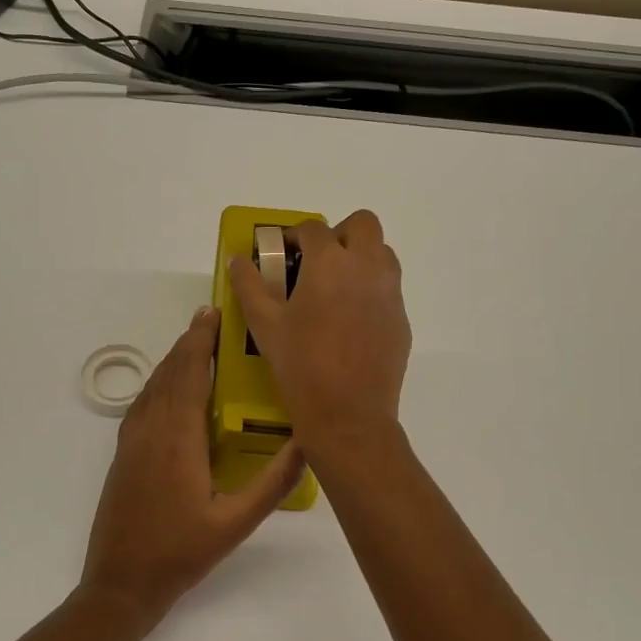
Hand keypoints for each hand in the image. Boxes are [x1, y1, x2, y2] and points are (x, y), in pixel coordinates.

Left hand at [80, 306, 305, 630]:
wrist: (120, 585)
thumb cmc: (180, 554)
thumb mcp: (235, 524)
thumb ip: (272, 485)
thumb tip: (306, 445)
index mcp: (179, 440)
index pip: (191, 375)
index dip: (202, 340)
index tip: (215, 313)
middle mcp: (151, 430)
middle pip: (170, 373)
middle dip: (189, 341)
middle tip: (210, 318)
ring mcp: (132, 442)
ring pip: (153, 387)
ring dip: (173, 360)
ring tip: (194, 343)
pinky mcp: (123, 455)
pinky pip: (142, 404)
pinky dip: (158, 383)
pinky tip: (168, 388)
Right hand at [229, 210, 411, 453]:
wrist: (349, 415)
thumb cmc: (300, 366)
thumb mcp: (264, 325)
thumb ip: (249, 285)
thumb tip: (239, 260)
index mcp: (329, 263)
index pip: (313, 229)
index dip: (294, 235)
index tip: (282, 251)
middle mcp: (366, 267)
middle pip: (363, 225)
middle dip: (339, 233)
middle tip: (317, 260)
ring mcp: (390, 293)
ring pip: (382, 253)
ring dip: (360, 257)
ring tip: (335, 288)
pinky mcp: (401, 319)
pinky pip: (388, 288)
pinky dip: (371, 289)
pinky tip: (350, 321)